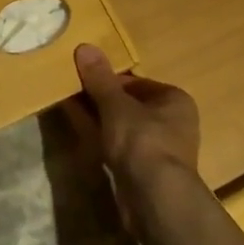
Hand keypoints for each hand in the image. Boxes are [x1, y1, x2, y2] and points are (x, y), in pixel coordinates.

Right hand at [68, 43, 199, 190]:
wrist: (155, 199)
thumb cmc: (142, 141)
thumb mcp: (115, 104)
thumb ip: (99, 78)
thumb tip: (84, 45)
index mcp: (174, 100)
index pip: (135, 82)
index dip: (107, 79)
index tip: (81, 79)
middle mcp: (172, 122)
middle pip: (128, 104)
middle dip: (100, 99)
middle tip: (70, 92)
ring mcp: (159, 149)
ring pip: (122, 127)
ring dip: (98, 119)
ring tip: (69, 109)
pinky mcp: (146, 172)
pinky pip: (119, 147)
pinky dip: (101, 139)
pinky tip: (80, 135)